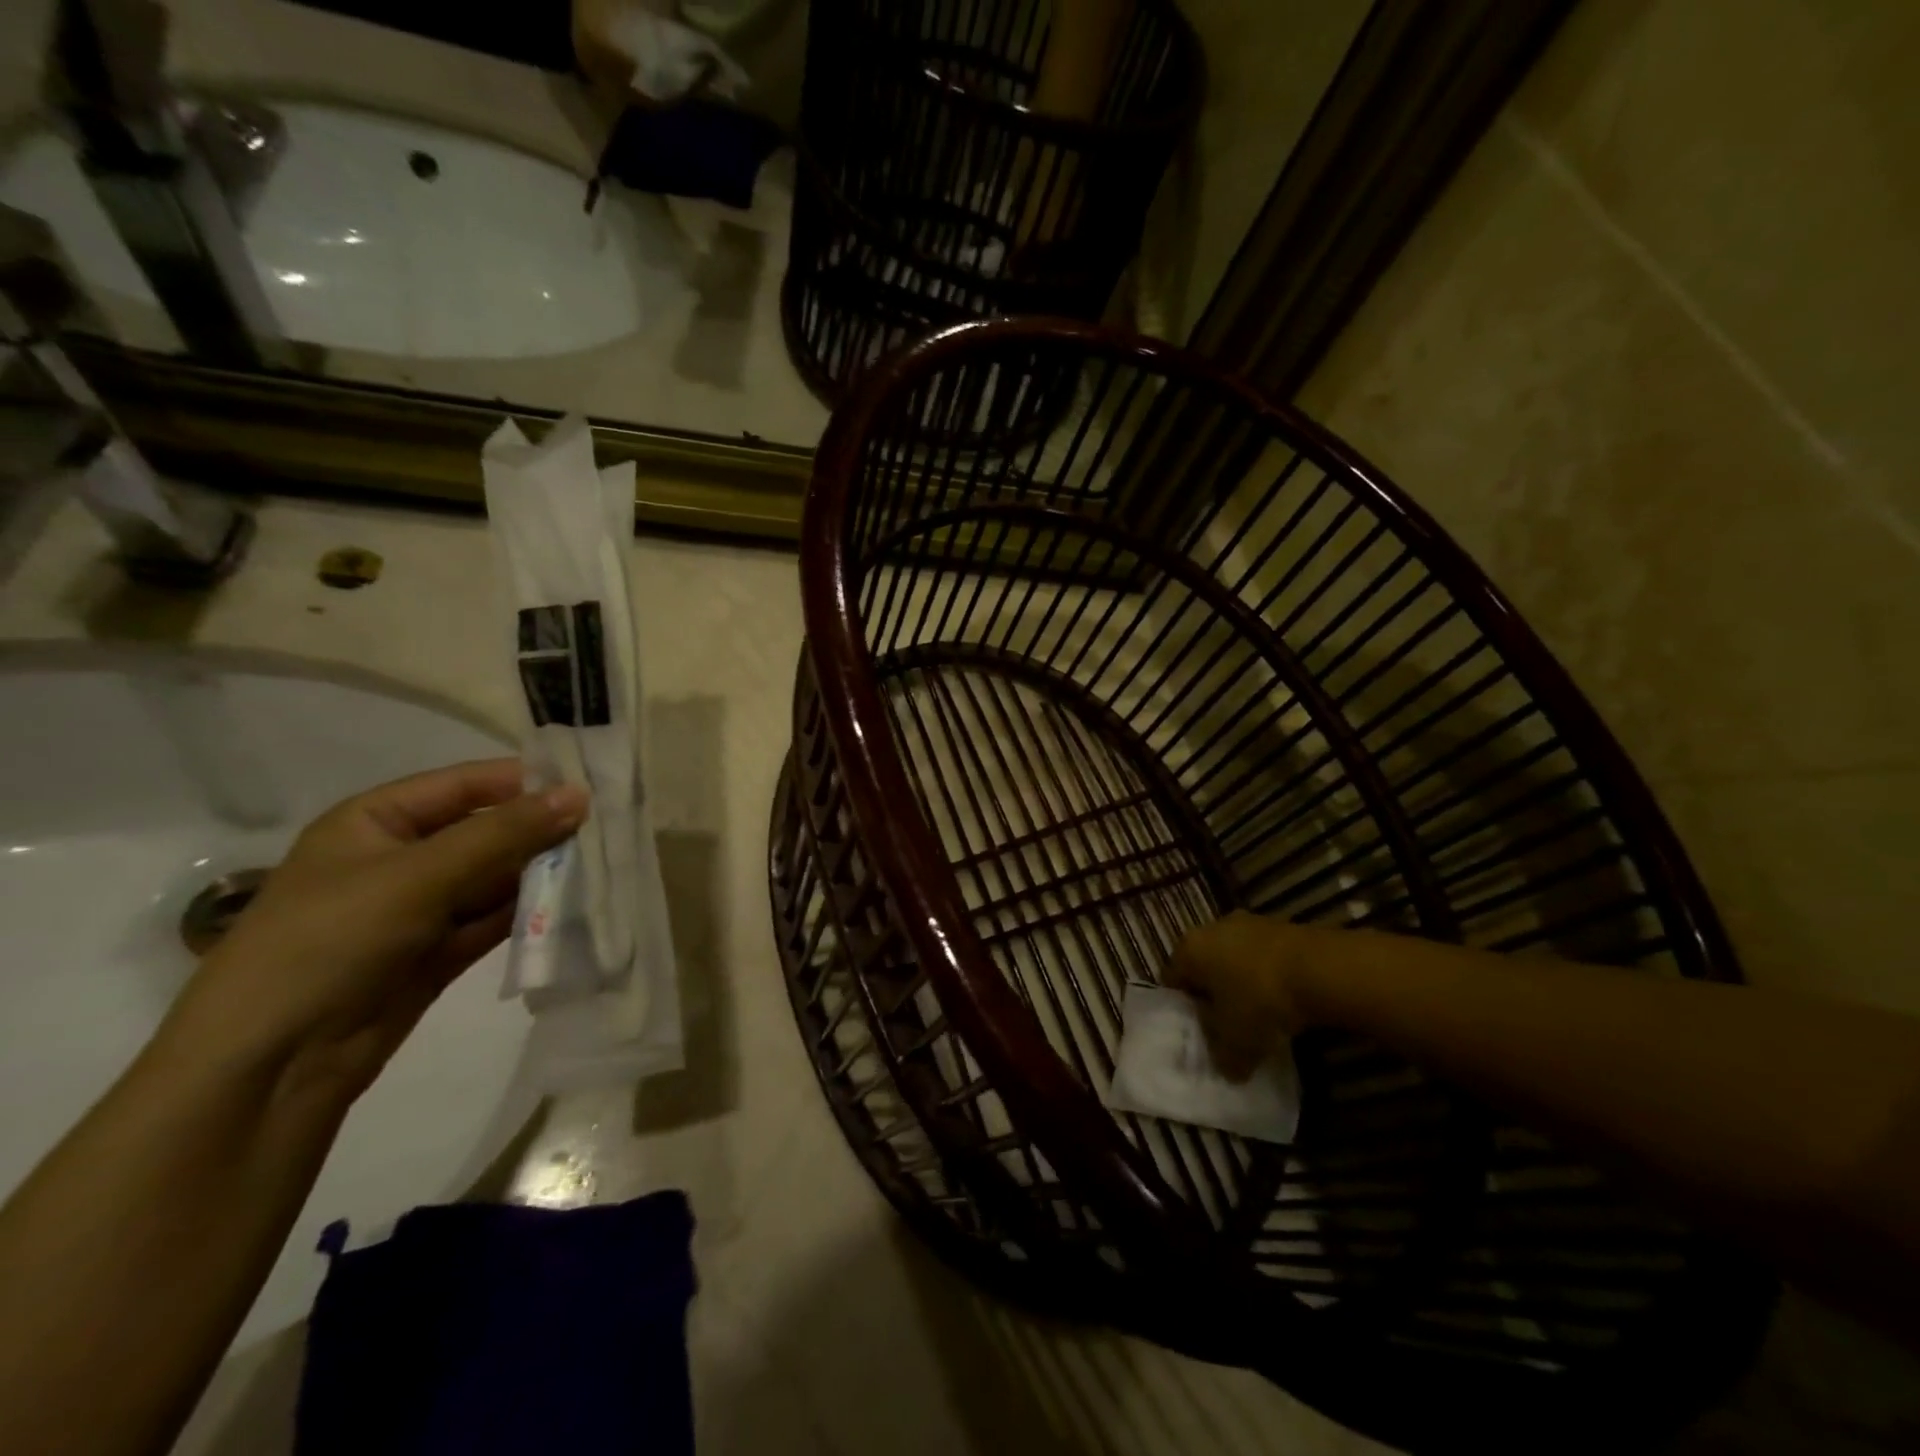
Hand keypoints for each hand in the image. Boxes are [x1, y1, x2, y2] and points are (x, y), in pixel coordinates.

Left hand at [164, 760, 587, 1105]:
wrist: (269, 1066)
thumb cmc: (330, 942)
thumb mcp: (419, 876)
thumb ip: (504, 833)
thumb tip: (580, 794)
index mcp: (376, 821)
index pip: (465, 785)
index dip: (525, 782)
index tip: (591, 785)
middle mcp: (399, 858)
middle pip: (486, 832)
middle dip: (541, 832)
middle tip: (608, 831)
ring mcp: (419, 908)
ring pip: (495, 878)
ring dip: (541, 875)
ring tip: (602, 867)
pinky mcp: (438, 952)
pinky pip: (494, 920)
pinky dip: (529, 914)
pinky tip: (573, 906)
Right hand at [1165, 911, 1321, 1080]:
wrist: (1320, 970)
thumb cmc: (1261, 1001)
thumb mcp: (1236, 1044)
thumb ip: (1223, 1059)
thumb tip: (1227, 1068)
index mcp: (1188, 949)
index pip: (1172, 980)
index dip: (1183, 1009)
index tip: (1199, 1031)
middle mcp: (1211, 927)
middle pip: (1204, 966)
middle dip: (1214, 994)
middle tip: (1228, 1025)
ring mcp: (1248, 923)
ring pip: (1234, 959)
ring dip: (1243, 983)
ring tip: (1261, 1015)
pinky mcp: (1280, 925)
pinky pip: (1263, 956)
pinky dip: (1268, 976)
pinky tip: (1285, 1001)